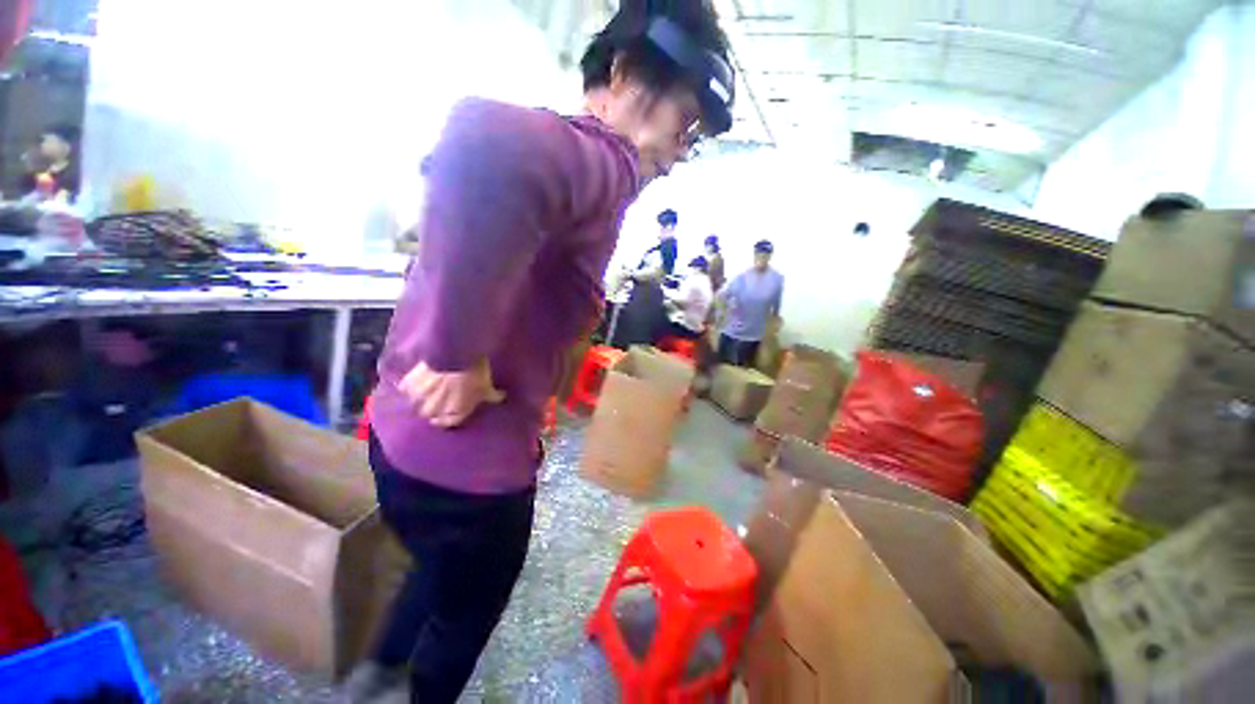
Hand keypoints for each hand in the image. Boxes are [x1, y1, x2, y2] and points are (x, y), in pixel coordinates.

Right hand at [399, 358, 505, 427]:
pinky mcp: (410, 383)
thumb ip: (493, 396)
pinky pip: (405, 389)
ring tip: (423, 393)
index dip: (446, 421)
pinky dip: (408, 387)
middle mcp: (437, 408)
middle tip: (434, 402)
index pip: (448, 423)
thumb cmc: (476, 374)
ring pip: (415, 404)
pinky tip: (413, 383)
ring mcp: (421, 397)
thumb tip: (501, 397)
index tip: (441, 418)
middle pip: (428, 415)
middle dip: (432, 410)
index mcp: (457, 411)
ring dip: (419, 400)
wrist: (456, 356)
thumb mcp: (488, 386)